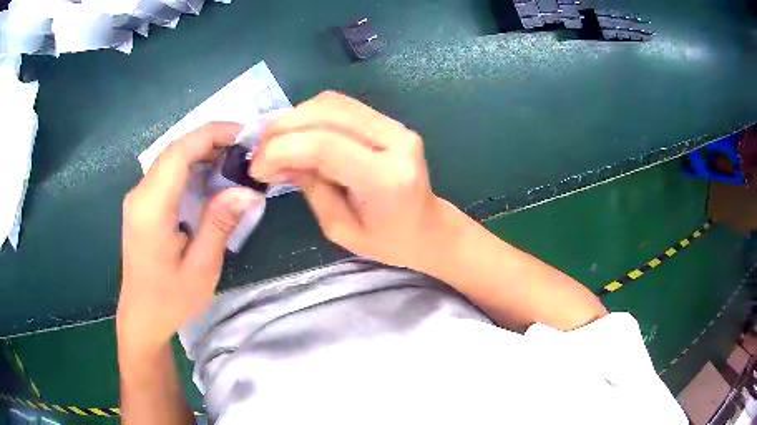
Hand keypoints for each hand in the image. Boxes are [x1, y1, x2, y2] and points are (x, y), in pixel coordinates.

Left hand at [118, 123, 263, 352]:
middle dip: (212, 141)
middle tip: (247, 150)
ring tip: (236, 161)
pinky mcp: (143, 205)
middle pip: (175, 150)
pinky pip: (168, 174)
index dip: (212, 134)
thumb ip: (220, 224)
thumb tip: (249, 190)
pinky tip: (213, 179)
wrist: (142, 317)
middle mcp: (140, 194)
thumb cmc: (170, 300)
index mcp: (151, 208)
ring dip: (204, 153)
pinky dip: (193, 167)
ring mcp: (138, 198)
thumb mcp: (202, 268)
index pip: (179, 152)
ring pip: (172, 159)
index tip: (246, 134)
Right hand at [251, 91, 446, 268]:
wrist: (429, 229)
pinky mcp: (391, 122)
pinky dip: (312, 115)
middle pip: (327, 114)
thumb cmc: (388, 241)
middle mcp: (396, 142)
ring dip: (295, 117)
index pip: (324, 146)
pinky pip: (343, 106)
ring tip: (274, 142)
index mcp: (385, 179)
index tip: (256, 167)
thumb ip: (309, 187)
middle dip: (282, 128)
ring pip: (333, 103)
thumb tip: (276, 159)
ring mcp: (397, 127)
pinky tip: (298, 133)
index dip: (281, 149)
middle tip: (259, 151)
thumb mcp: (339, 227)